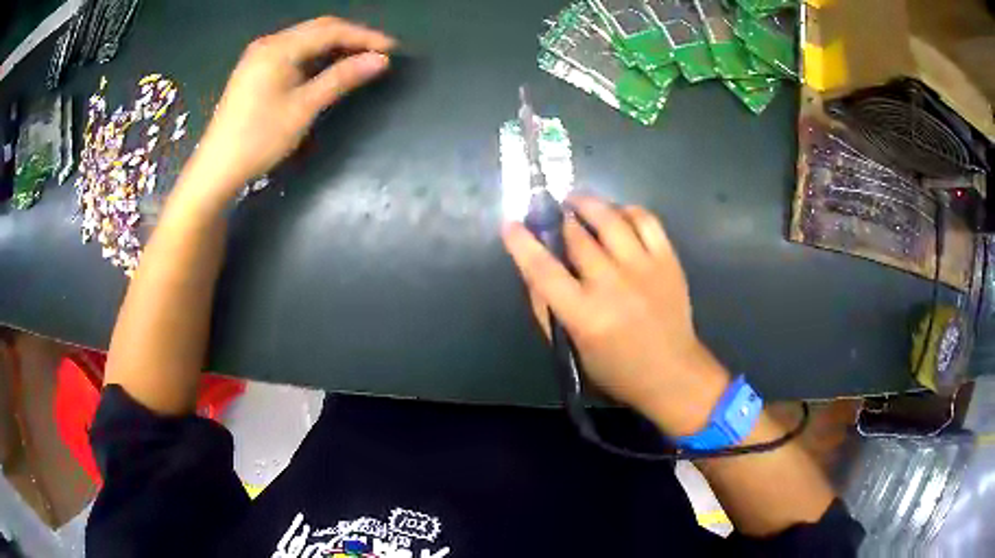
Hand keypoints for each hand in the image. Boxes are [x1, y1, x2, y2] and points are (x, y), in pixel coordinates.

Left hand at [191, 17, 394, 196]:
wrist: (217, 168)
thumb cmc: (259, 138)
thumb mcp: (303, 108)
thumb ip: (341, 78)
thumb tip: (381, 60)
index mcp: (279, 48)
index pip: (331, 31)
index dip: (364, 37)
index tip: (392, 49)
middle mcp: (269, 43)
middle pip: (318, 28)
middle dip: (351, 37)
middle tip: (379, 53)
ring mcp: (259, 55)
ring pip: (306, 39)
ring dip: (334, 45)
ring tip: (359, 59)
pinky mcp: (255, 69)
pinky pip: (293, 51)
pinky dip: (315, 55)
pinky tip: (328, 66)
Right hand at [502, 195, 728, 436]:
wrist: (671, 372)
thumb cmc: (616, 369)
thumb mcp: (571, 350)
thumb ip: (546, 311)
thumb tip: (532, 270)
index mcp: (585, 315)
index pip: (543, 270)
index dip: (522, 244)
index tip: (510, 225)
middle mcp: (613, 285)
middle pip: (577, 237)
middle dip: (558, 218)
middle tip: (551, 212)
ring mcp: (644, 268)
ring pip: (611, 219)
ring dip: (588, 203)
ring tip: (577, 201)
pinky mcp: (668, 260)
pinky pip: (646, 220)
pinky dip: (627, 210)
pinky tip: (617, 214)